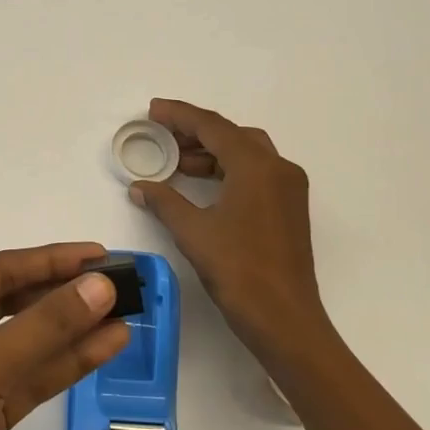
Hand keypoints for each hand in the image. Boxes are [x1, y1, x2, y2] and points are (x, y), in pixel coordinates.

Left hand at [0, 243, 128, 429]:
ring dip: (70, 331)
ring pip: (23, 345)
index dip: (50, 260)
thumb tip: (99, 285)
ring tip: (124, 315)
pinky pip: (26, 382)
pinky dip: (63, 367)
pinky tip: (103, 350)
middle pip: (11, 304)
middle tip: (118, 285)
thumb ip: (44, 325)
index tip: (101, 255)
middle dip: (61, 294)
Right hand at [127, 98, 331, 360]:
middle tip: (162, 135)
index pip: (213, 127)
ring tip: (176, 162)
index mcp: (256, 166)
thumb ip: (164, 201)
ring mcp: (288, 189)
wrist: (285, 320)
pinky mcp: (289, 209)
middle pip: (232, 135)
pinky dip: (227, 171)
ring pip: (246, 154)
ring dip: (212, 153)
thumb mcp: (193, 231)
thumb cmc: (238, 270)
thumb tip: (140, 186)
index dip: (180, 115)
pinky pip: (255, 174)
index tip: (153, 110)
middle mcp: (278, 168)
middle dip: (196, 132)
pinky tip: (201, 186)